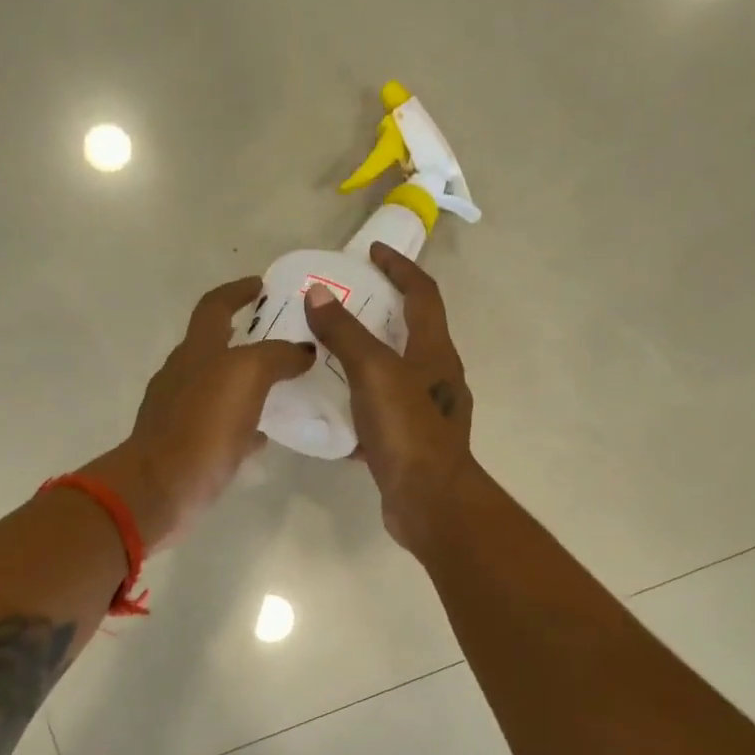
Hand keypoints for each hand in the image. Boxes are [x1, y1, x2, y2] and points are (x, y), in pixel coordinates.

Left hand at [98, 277, 312, 549]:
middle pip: (216, 344)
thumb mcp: (246, 376)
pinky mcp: (186, 444)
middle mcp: (184, 373)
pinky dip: (243, 422)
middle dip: (248, 336)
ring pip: (220, 385)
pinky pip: (220, 425)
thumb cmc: (202, 426)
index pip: (215, 305)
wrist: (160, 489)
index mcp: (197, 350)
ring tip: (285, 386)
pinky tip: (264, 434)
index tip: (263, 285)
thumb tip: (302, 350)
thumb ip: (277, 356)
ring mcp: (181, 410)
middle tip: (285, 339)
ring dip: (249, 380)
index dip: (238, 291)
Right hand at [303, 243, 474, 551]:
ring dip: (365, 358)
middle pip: (411, 331)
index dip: (400, 268)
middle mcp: (436, 376)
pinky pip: (380, 411)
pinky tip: (330, 407)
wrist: (429, 501)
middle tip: (341, 302)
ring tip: (326, 352)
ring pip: (393, 373)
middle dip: (380, 311)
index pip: (422, 294)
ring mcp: (425, 412)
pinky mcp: (409, 442)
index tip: (373, 252)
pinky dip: (358, 402)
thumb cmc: (407, 429)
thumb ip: (345, 333)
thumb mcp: (373, 373)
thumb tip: (318, 293)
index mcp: (435, 351)